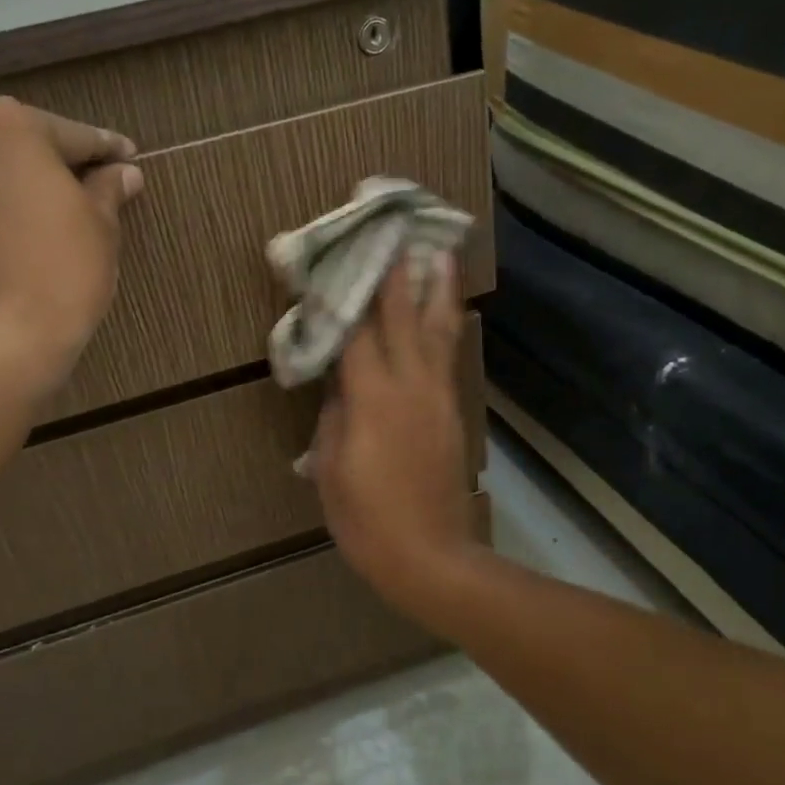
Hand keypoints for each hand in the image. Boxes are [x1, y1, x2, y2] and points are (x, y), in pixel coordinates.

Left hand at [0, 96, 141, 395]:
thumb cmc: (63, 272)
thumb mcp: (101, 227)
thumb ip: (108, 188)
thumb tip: (123, 172)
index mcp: (9, 126)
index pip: (69, 135)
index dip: (102, 150)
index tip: (124, 158)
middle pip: (9, 149)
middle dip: (38, 167)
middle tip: (70, 195)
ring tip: (18, 226)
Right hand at [311, 254, 478, 616]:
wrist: (430, 555)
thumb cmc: (366, 517)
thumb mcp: (332, 466)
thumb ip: (335, 415)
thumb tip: (341, 383)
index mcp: (373, 397)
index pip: (357, 329)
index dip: (348, 290)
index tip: (344, 252)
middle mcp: (410, 384)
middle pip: (404, 315)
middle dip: (400, 271)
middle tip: (400, 228)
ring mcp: (437, 396)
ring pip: (439, 330)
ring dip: (438, 288)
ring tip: (440, 252)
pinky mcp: (452, 411)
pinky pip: (448, 356)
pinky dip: (447, 325)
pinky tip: (447, 312)